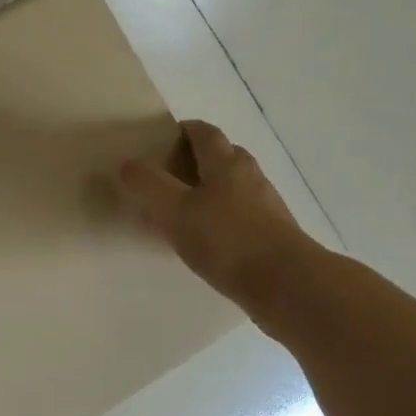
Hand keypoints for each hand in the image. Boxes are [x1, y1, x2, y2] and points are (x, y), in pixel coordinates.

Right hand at [117, 119, 315, 311]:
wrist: (288, 286)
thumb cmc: (227, 241)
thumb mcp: (175, 212)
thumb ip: (148, 185)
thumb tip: (128, 163)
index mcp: (226, 164)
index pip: (205, 133)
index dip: (186, 130)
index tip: (166, 137)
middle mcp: (250, 177)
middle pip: (226, 155)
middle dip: (201, 158)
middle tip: (173, 172)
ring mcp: (268, 207)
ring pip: (238, 186)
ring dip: (215, 190)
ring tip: (188, 209)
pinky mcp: (276, 235)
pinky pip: (246, 215)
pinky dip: (227, 218)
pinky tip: (212, 241)